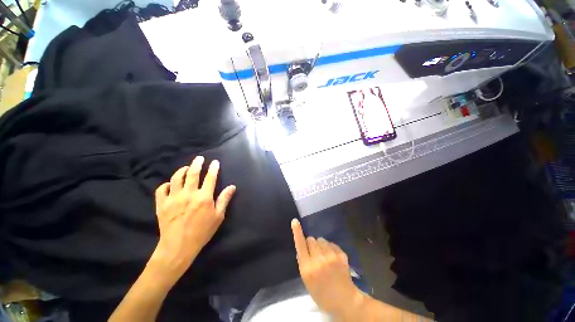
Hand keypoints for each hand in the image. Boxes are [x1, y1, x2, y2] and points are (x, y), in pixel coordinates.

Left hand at [150, 156, 235, 283]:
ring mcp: (173, 198)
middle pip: (192, 174)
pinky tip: (170, 184)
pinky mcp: (161, 204)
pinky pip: (161, 189)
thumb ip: (224, 199)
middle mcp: (189, 194)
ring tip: (186, 168)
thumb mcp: (218, 216)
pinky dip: (166, 184)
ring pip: (176, 178)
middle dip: (197, 163)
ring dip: (182, 170)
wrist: (178, 247)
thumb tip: (232, 187)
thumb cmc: (202, 232)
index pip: (210, 178)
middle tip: (199, 158)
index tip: (215, 162)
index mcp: (204, 197)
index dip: (213, 168)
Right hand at [291, 219, 363, 318]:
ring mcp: (331, 255)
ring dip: (320, 245)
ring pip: (321, 239)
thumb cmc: (322, 293)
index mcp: (308, 267)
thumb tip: (301, 248)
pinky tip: (332, 258)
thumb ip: (303, 263)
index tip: (295, 221)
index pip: (300, 245)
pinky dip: (329, 248)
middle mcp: (318, 259)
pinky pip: (331, 243)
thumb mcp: (307, 281)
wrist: (345, 299)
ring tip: (324, 256)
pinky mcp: (340, 253)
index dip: (297, 232)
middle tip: (314, 253)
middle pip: (311, 239)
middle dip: (311, 243)